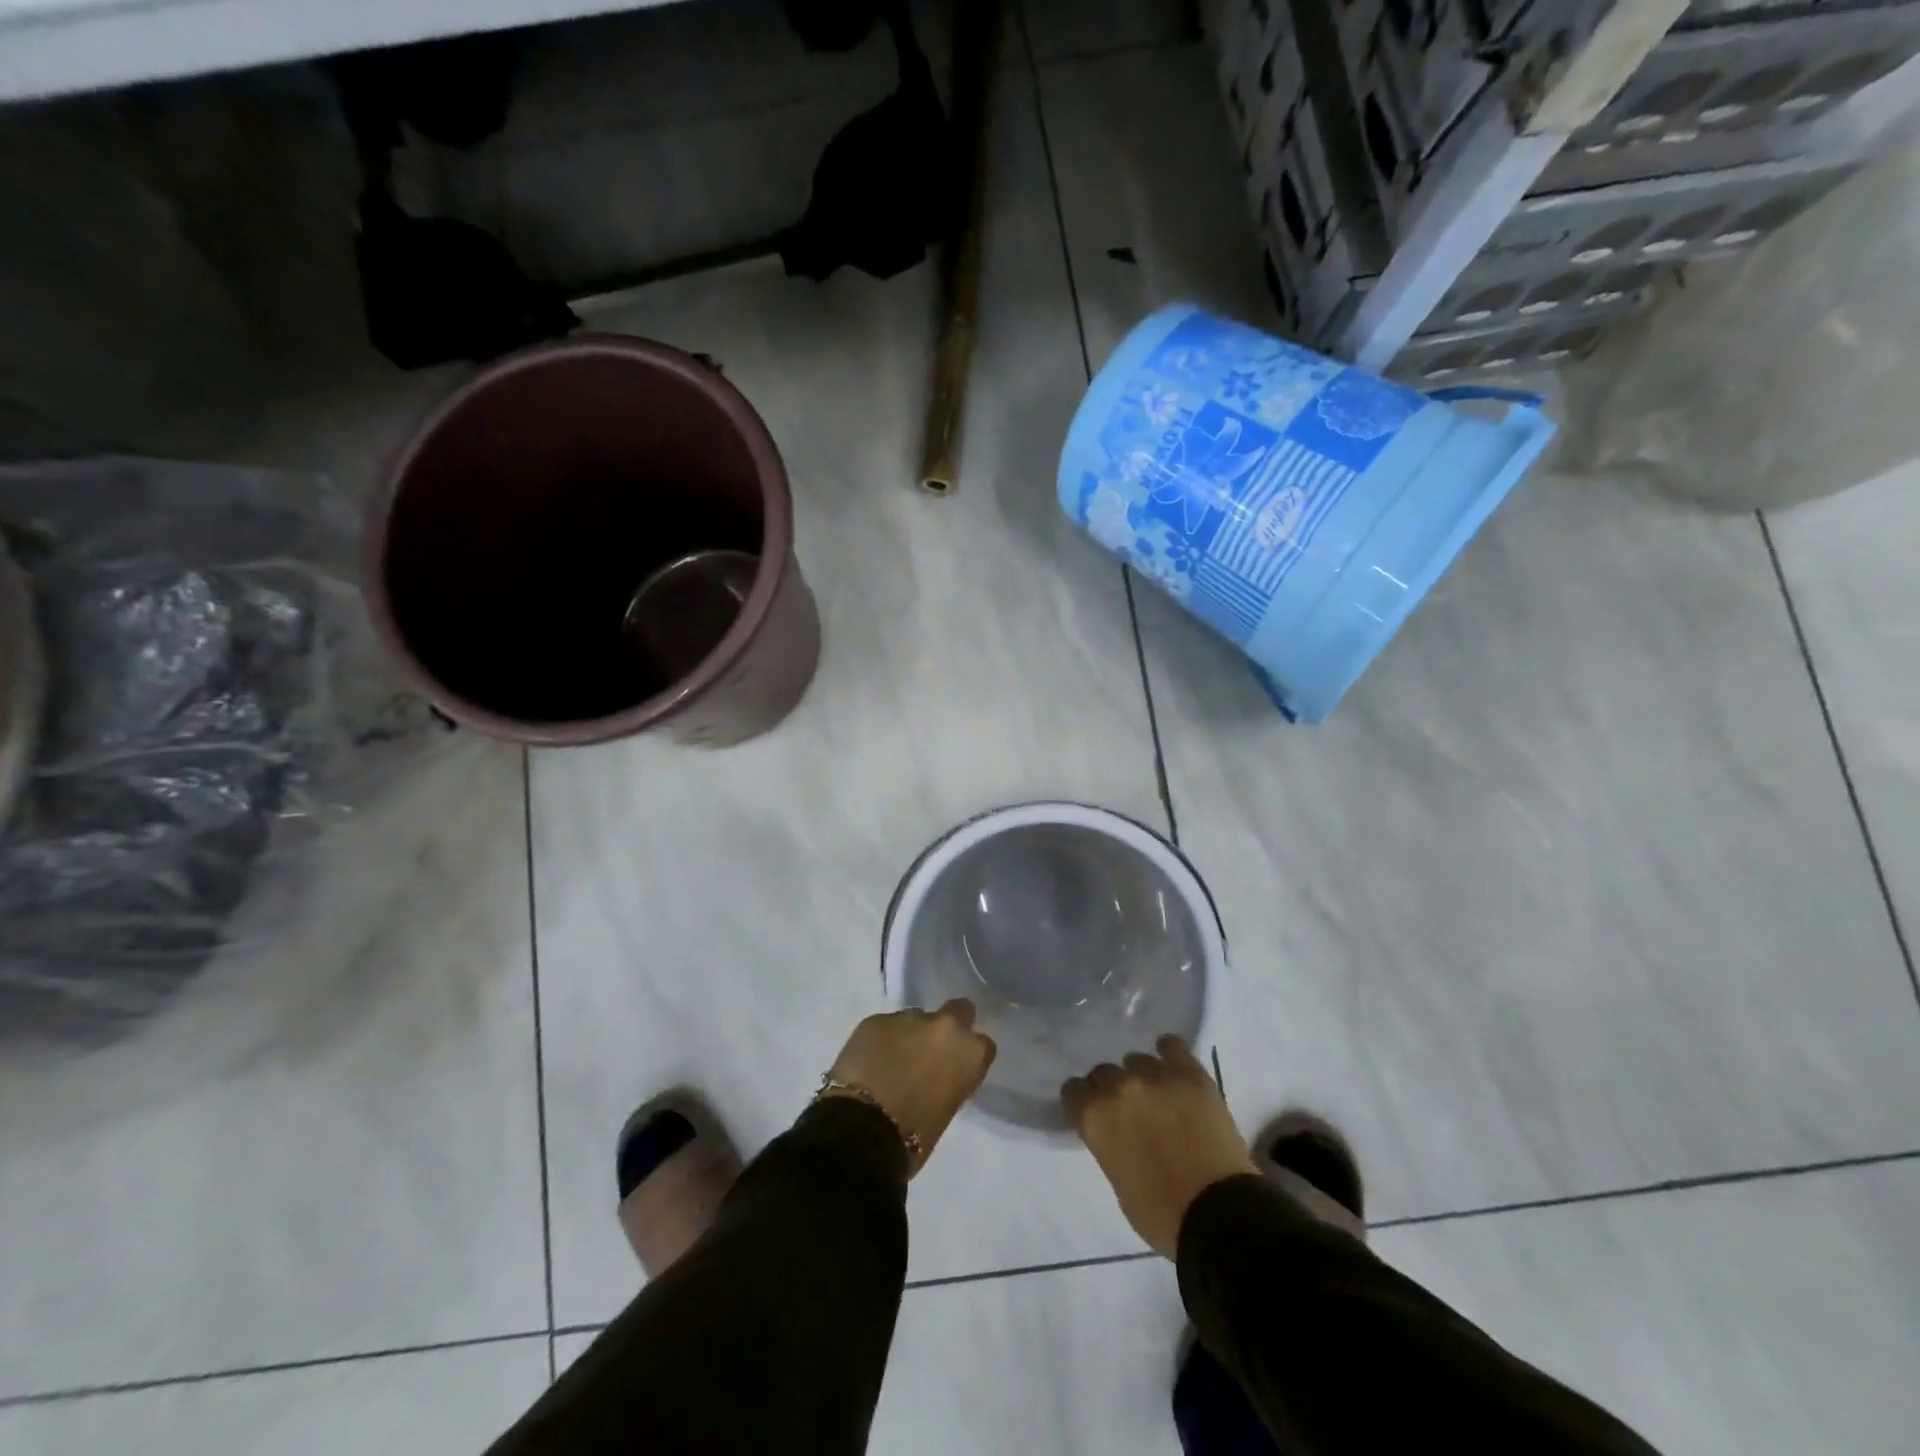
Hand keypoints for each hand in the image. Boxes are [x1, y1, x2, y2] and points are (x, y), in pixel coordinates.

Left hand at [823, 1000, 996, 1175]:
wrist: (863, 1131)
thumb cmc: (915, 1135)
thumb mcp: (948, 1108)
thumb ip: (950, 1078)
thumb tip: (938, 1073)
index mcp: (969, 1052)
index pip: (982, 1044)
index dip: (967, 1055)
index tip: (956, 1067)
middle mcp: (944, 1026)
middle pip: (957, 1011)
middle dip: (947, 1026)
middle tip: (929, 1050)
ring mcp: (908, 1018)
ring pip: (915, 1019)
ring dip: (909, 1036)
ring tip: (891, 1061)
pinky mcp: (875, 1020)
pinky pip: (884, 1027)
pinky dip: (881, 1041)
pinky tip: (869, 1062)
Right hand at [1062, 1036, 1254, 1258]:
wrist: (1219, 1214)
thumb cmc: (1161, 1212)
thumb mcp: (1117, 1180)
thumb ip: (1107, 1142)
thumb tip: (1115, 1129)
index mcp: (1094, 1117)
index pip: (1072, 1090)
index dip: (1083, 1104)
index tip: (1095, 1116)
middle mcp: (1119, 1087)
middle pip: (1103, 1072)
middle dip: (1111, 1090)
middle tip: (1130, 1111)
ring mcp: (1155, 1076)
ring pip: (1136, 1060)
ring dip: (1141, 1077)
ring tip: (1158, 1096)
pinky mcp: (1189, 1073)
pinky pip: (1172, 1045)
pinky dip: (1169, 1055)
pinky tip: (1173, 1069)